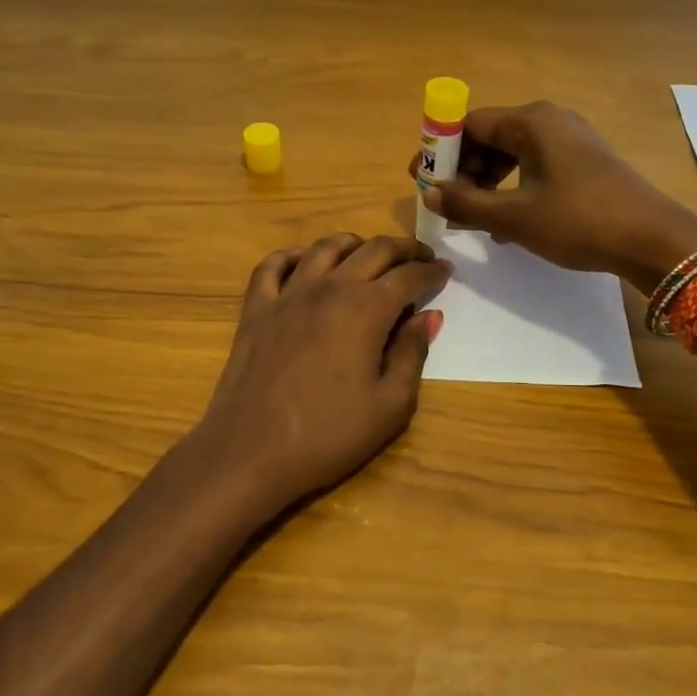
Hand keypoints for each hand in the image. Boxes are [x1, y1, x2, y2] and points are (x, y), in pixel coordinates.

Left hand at [188, 233, 449, 519]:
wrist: (250, 452)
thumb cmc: (328, 435)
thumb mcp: (390, 405)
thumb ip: (413, 353)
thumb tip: (428, 316)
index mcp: (366, 309)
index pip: (408, 276)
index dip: (431, 271)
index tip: (445, 271)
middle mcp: (329, 288)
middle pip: (373, 251)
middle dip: (403, 249)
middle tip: (420, 256)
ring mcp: (288, 294)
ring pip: (325, 248)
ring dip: (354, 243)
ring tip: (368, 251)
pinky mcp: (256, 309)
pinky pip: (273, 265)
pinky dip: (293, 255)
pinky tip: (305, 261)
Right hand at [415, 101, 696, 290]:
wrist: (652, 238)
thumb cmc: (579, 221)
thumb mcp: (515, 217)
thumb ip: (466, 204)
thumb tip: (430, 195)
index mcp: (532, 121)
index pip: (470, 124)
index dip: (440, 150)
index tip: (420, 179)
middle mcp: (550, 121)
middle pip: (490, 136)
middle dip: (463, 169)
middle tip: (445, 203)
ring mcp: (570, 140)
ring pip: (512, 154)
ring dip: (486, 182)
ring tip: (472, 216)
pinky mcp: (582, 162)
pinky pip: (533, 166)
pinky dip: (512, 187)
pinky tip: (505, 221)